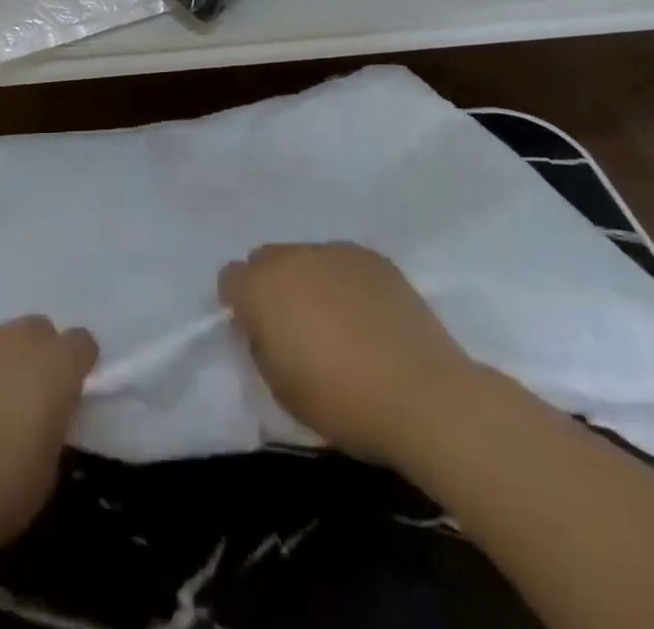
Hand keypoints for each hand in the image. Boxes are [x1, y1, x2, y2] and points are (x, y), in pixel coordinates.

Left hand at [0, 316, 98, 554]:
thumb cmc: (3, 490)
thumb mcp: (49, 465)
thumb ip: (51, 423)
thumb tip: (40, 414)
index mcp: (58, 366)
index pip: (81, 343)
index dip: (75, 365)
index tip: (66, 391)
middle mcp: (22, 339)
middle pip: (38, 331)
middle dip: (35, 356)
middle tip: (22, 398)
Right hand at [220, 242, 476, 466]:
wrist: (423, 396)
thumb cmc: (342, 401)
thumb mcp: (280, 387)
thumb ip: (261, 344)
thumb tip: (266, 327)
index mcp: (260, 287)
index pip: (230, 278)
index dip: (240, 305)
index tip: (258, 333)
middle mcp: (292, 257)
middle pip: (266, 259)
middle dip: (272, 286)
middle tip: (296, 327)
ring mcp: (335, 252)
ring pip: (307, 258)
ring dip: (309, 281)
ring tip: (338, 322)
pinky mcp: (373, 258)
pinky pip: (344, 263)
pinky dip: (345, 282)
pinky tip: (368, 316)